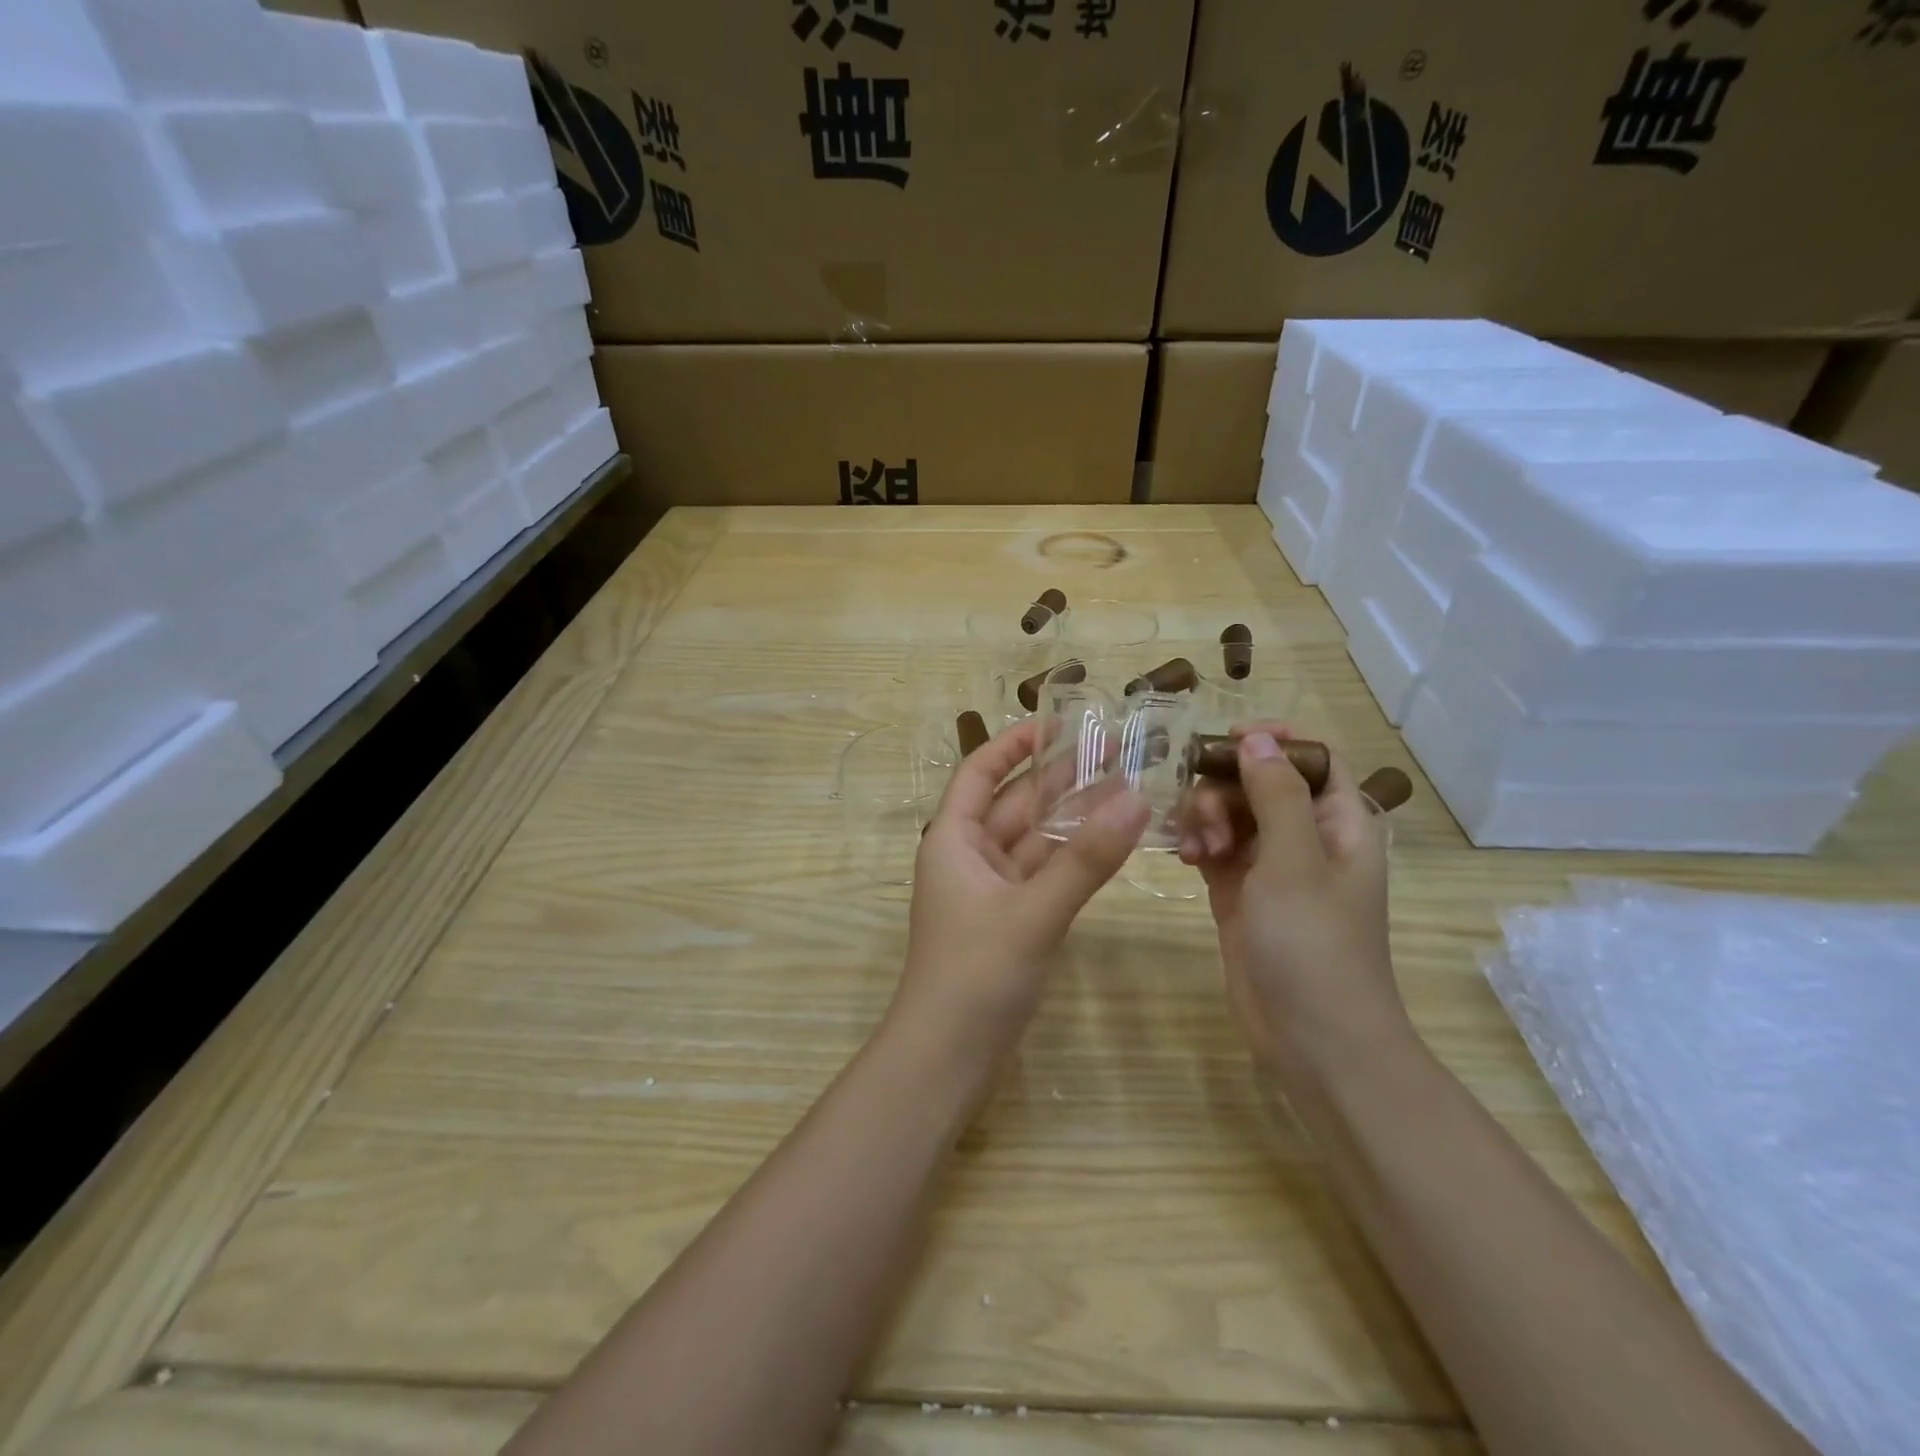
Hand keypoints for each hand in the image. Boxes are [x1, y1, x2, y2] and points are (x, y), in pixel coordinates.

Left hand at [890, 720, 1149, 1066]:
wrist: (947, 1059)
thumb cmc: (975, 974)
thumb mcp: (1033, 912)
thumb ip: (1085, 859)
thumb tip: (1136, 798)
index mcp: (953, 839)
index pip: (981, 772)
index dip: (1014, 743)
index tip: (1058, 721)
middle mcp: (969, 856)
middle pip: (1015, 803)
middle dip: (1059, 778)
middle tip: (1115, 752)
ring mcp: (991, 890)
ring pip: (1034, 840)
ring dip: (1072, 818)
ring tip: (1126, 788)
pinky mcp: (1010, 920)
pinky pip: (1043, 874)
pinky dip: (1072, 858)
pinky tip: (1109, 842)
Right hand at [1178, 726, 1406, 1073]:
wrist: (1313, 1039)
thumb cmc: (1315, 944)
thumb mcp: (1295, 860)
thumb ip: (1274, 794)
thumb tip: (1257, 739)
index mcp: (1340, 822)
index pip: (1314, 758)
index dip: (1276, 742)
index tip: (1229, 741)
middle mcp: (1307, 838)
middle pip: (1261, 782)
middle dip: (1226, 787)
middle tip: (1207, 816)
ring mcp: (1271, 867)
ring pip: (1232, 813)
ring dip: (1207, 818)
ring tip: (1198, 851)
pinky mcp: (1240, 894)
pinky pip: (1215, 849)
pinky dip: (1198, 845)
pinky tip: (1186, 858)